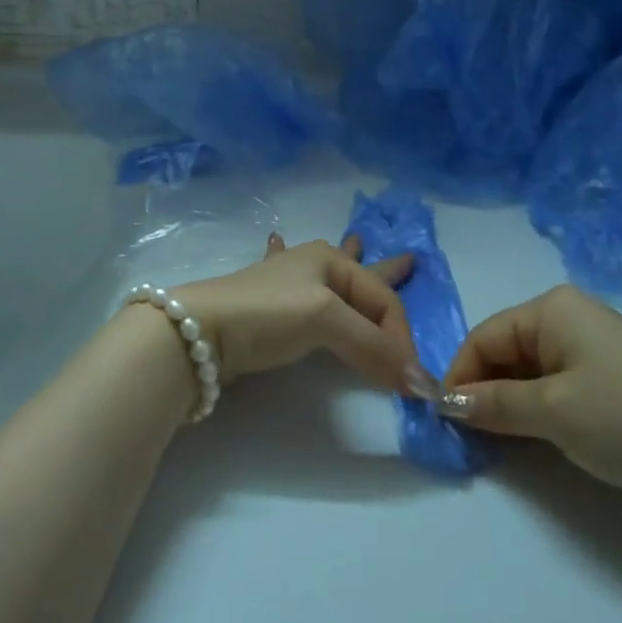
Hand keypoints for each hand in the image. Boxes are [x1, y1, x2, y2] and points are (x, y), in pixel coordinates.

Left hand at [174, 233, 416, 391]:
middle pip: (362, 273)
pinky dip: (294, 263)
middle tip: (412, 259)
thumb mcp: (326, 321)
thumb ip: (374, 348)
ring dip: (350, 264)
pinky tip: (276, 240)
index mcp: (331, 261)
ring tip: (359, 241)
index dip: (401, 337)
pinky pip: (297, 287)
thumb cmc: (268, 314)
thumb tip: (421, 382)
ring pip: (332, 278)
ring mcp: (289, 286)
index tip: (408, 379)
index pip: (383, 301)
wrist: (200, 332)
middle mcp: (314, 266)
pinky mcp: (269, 308)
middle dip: (387, 268)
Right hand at [440, 284, 621, 502]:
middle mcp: (567, 318)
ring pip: (528, 372)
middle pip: (505, 351)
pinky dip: (536, 409)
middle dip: (483, 390)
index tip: (443, 421)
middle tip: (468, 437)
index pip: (484, 337)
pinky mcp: (609, 379)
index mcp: (550, 309)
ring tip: (497, 441)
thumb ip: (493, 404)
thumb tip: (446, 403)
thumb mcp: (551, 410)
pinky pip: (554, 386)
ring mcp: (591, 348)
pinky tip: (533, 436)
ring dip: (508, 403)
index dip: (460, 377)